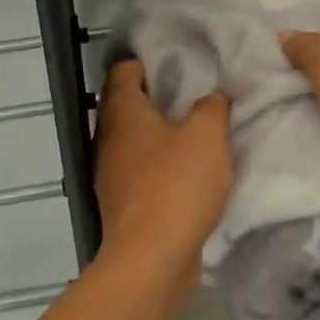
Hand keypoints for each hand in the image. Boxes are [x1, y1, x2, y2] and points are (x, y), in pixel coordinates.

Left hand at [93, 59, 232, 259]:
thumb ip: (211, 108)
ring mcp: (109, 172)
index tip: (176, 64)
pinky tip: (184, 171)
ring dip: (156, 134)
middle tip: (191, 95)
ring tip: (192, 131)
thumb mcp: (207, 136)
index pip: (123, 70)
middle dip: (154, 98)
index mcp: (123, 112)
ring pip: (131, 140)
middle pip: (125, 105)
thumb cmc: (177, 185)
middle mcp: (107, 137)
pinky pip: (137, 170)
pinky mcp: (120, 202)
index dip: (146, 62)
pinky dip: (156, 164)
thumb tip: (212, 96)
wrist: (151, 257)